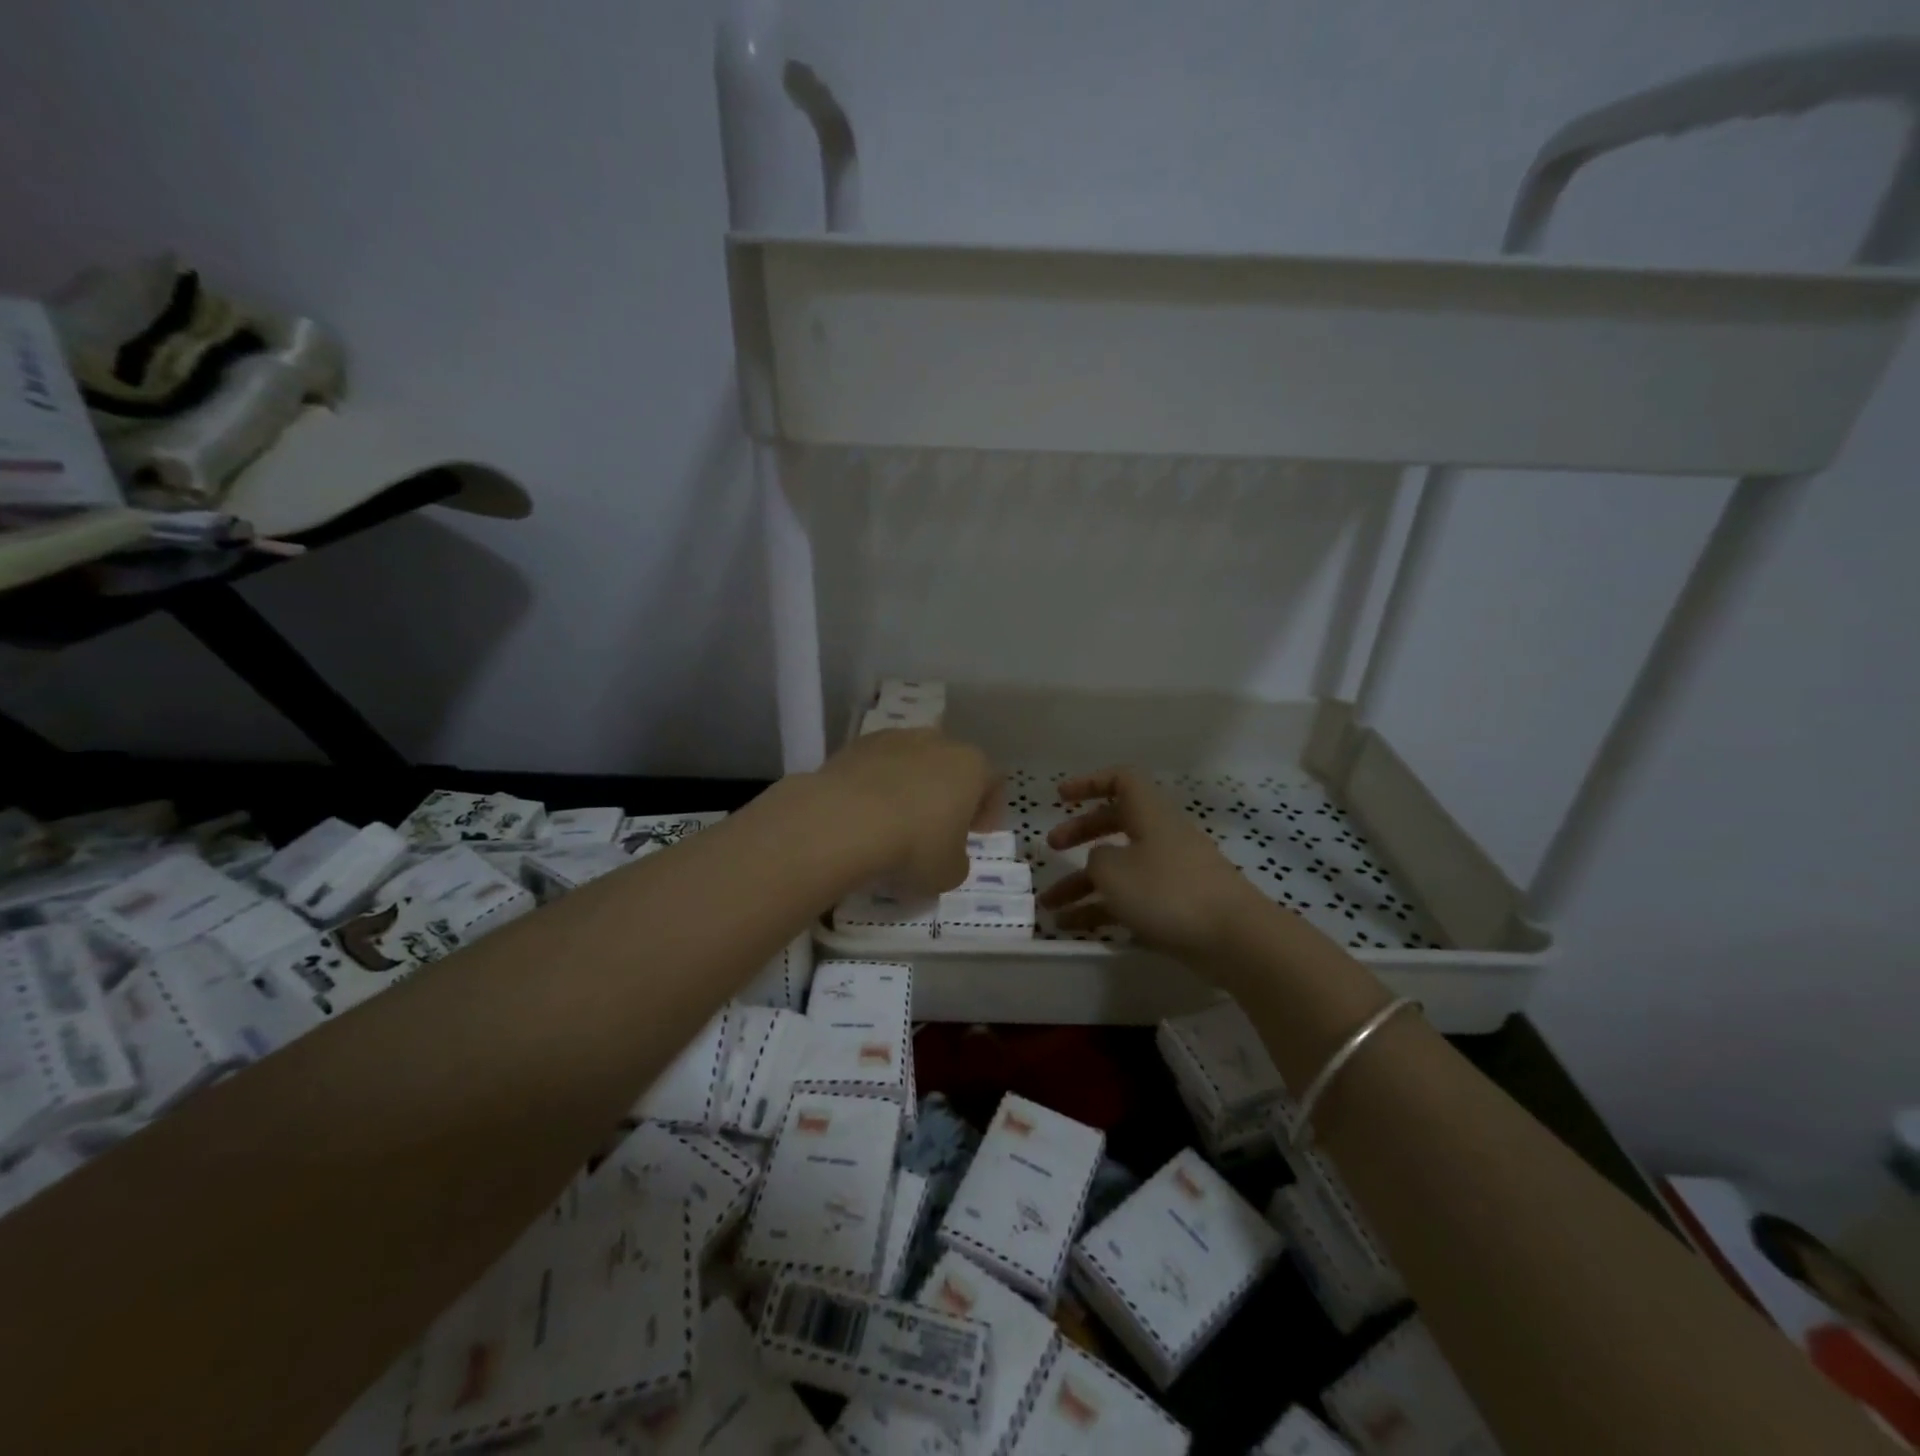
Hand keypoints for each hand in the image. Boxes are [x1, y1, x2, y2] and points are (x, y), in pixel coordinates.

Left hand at [813, 729, 997, 894]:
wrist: (845, 820)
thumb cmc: (914, 845)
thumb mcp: (949, 872)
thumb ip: (958, 861)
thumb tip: (948, 856)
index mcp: (971, 766)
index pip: (992, 781)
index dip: (988, 809)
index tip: (978, 832)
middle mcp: (938, 741)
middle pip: (952, 765)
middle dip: (949, 792)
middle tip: (939, 825)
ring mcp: (895, 738)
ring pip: (913, 761)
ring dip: (911, 785)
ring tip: (897, 819)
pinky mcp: (857, 744)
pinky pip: (878, 765)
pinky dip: (877, 784)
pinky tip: (867, 812)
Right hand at [1039, 767, 1270, 963]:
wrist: (1234, 938)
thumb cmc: (1168, 891)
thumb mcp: (1113, 870)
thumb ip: (1096, 860)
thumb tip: (1102, 862)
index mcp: (1150, 815)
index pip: (1121, 781)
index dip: (1089, 783)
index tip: (1061, 797)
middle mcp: (1161, 837)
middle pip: (1115, 824)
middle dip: (1080, 834)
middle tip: (1051, 848)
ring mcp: (1170, 873)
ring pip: (1119, 869)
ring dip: (1082, 884)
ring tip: (1049, 906)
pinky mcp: (1176, 907)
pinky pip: (1131, 900)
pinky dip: (1102, 910)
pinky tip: (1073, 928)